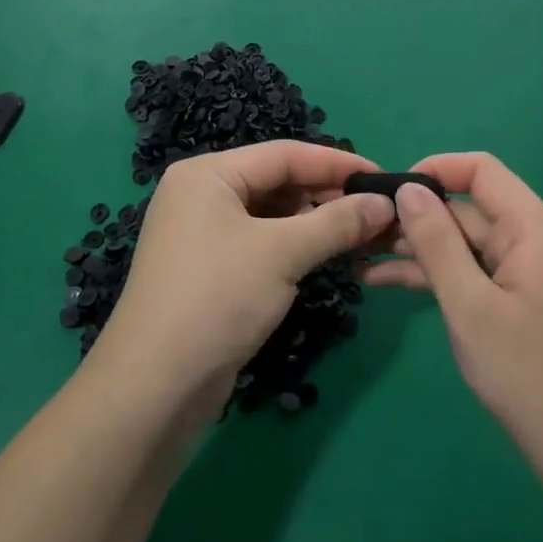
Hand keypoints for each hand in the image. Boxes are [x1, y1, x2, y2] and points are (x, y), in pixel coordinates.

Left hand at [88, 141, 396, 418]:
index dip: (337, 163)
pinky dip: (295, 245)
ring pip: (272, 214)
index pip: (284, 154)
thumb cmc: (217, 299)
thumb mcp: (282, 253)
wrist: (155, 387)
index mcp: (208, 174)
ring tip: (361, 233)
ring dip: (315, 222)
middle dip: (327, 195)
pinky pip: (261, 241)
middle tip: (378, 211)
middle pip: (277, 181)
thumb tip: (387, 203)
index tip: (383, 178)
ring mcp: (203, 232)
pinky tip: (326, 254)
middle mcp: (202, 194)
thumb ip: (337, 222)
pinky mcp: (210, 267)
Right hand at [370, 152, 542, 521]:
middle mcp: (534, 240)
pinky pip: (473, 273)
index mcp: (533, 228)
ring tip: (361, 257)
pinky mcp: (519, 301)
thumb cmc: (526, 373)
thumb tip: (406, 188)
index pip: (481, 170)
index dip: (435, 170)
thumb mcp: (469, 304)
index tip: (390, 192)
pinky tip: (387, 282)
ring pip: (465, 244)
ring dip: (418, 249)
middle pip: (469, 208)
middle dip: (416, 217)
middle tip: (361, 232)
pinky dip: (436, 276)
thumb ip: (436, 242)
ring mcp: (527, 273)